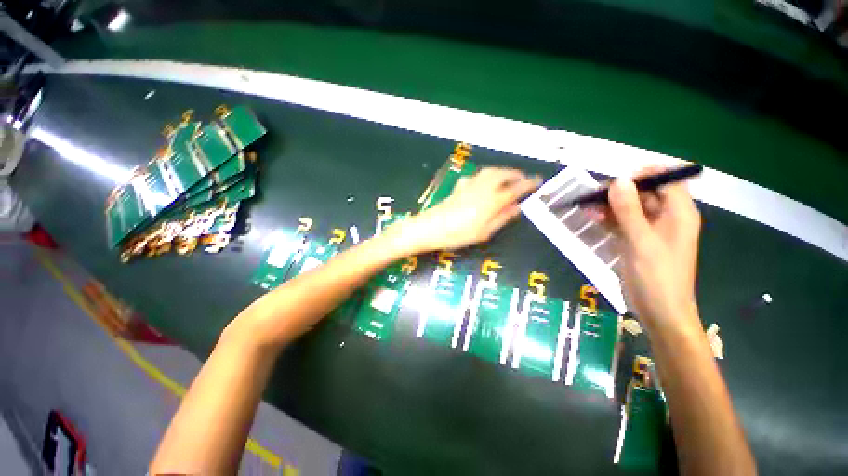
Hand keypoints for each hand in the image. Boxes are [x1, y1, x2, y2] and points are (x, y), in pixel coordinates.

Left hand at [397, 167, 539, 253]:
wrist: (430, 227)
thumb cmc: (458, 234)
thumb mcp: (484, 232)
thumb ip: (502, 218)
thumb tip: (517, 207)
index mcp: (492, 200)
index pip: (515, 188)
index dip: (528, 184)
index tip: (538, 181)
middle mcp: (483, 188)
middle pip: (503, 174)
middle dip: (516, 174)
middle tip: (524, 179)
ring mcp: (470, 185)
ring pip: (490, 171)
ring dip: (502, 171)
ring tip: (508, 178)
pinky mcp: (460, 187)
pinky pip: (477, 176)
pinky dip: (487, 175)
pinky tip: (485, 183)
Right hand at [607, 167, 700, 329]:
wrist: (659, 311)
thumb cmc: (657, 276)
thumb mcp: (641, 241)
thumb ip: (629, 210)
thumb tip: (618, 181)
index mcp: (679, 213)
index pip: (666, 179)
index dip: (643, 175)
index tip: (616, 181)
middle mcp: (667, 217)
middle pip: (644, 193)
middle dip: (619, 192)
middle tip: (593, 195)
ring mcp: (650, 230)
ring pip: (630, 208)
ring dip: (609, 206)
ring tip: (587, 207)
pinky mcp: (637, 241)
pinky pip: (622, 223)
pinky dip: (608, 220)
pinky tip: (592, 218)